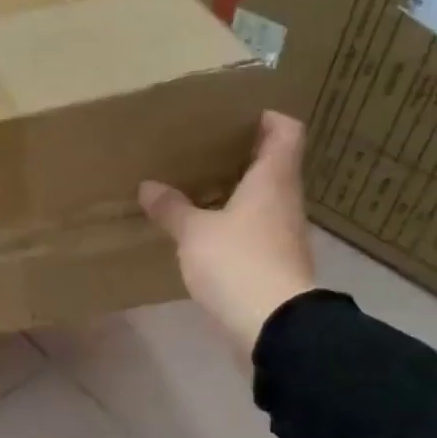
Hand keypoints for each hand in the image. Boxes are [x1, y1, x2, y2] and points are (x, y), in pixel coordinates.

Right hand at [138, 111, 315, 354]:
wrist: (272, 324)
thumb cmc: (237, 262)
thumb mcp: (194, 232)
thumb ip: (172, 208)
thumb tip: (149, 186)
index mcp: (273, 182)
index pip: (286, 134)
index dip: (270, 118)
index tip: (243, 113)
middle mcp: (285, 202)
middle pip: (274, 167)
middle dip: (245, 155)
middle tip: (206, 149)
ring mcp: (282, 235)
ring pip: (263, 200)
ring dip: (237, 191)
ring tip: (198, 187)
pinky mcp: (273, 264)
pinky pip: (253, 230)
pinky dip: (233, 223)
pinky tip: (205, 230)